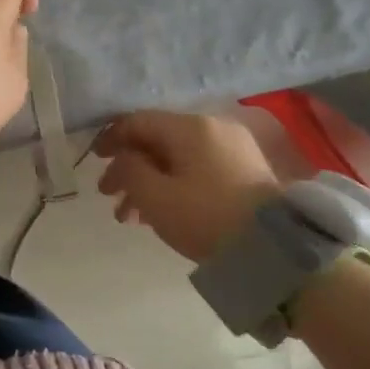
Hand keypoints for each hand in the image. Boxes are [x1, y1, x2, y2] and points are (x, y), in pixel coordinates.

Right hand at [95, 109, 281, 263]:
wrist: (275, 247)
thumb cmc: (205, 217)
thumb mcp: (154, 196)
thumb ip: (128, 169)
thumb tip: (123, 157)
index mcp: (189, 127)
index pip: (139, 121)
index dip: (111, 138)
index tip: (94, 160)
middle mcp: (212, 128)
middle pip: (158, 140)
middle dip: (129, 167)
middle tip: (109, 196)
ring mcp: (232, 148)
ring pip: (177, 158)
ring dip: (149, 181)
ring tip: (131, 216)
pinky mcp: (245, 170)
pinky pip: (198, 168)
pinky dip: (174, 184)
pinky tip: (160, 213)